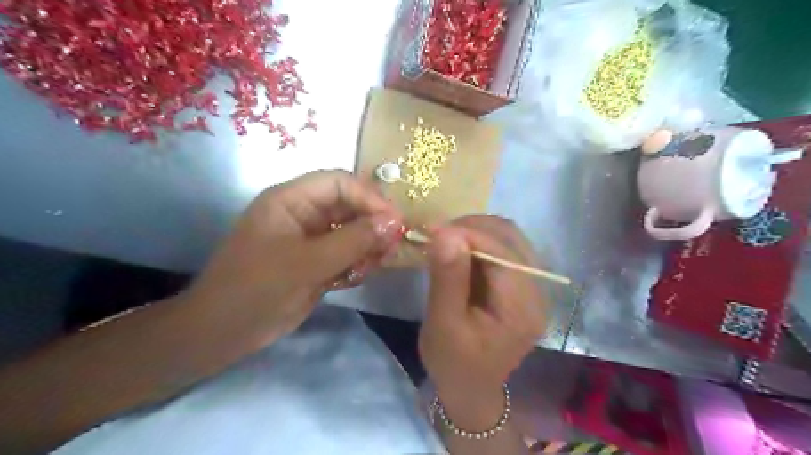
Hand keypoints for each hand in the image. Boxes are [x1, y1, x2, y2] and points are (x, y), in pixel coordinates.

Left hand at [182, 171, 399, 344]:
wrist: (224, 334)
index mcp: (291, 200)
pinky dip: (357, 264)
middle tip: (393, 246)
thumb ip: (353, 241)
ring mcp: (311, 239)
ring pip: (352, 232)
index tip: (395, 221)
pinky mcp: (317, 262)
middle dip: (373, 225)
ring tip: (376, 264)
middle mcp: (304, 214)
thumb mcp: (307, 263)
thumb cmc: (256, 289)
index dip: (369, 197)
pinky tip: (356, 277)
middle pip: (349, 207)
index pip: (339, 183)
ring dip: (368, 247)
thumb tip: (394, 222)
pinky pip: (347, 254)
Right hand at [421, 214, 547, 421]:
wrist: (471, 388)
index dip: (468, 233)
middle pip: (510, 237)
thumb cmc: (453, 362)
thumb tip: (445, 232)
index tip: (433, 230)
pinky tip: (459, 250)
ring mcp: (532, 286)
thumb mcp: (443, 324)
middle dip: (472, 228)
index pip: (502, 252)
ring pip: (508, 237)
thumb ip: (447, 278)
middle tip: (438, 234)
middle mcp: (537, 291)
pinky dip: (479, 241)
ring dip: (475, 231)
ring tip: (446, 240)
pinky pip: (503, 248)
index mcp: (522, 308)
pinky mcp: (521, 284)